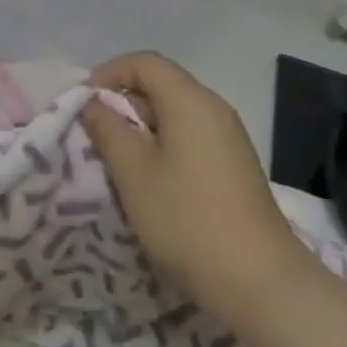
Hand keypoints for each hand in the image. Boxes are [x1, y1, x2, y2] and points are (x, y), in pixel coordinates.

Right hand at [81, 52, 306, 326]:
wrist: (262, 284)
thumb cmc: (188, 219)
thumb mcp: (134, 174)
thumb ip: (108, 130)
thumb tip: (93, 104)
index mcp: (190, 100)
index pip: (144, 62)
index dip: (110, 73)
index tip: (85, 102)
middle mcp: (213, 108)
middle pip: (161, 85)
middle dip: (124, 102)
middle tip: (96, 134)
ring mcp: (229, 138)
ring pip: (175, 114)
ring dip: (142, 128)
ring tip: (118, 161)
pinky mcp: (235, 166)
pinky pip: (190, 137)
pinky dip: (164, 146)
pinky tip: (151, 182)